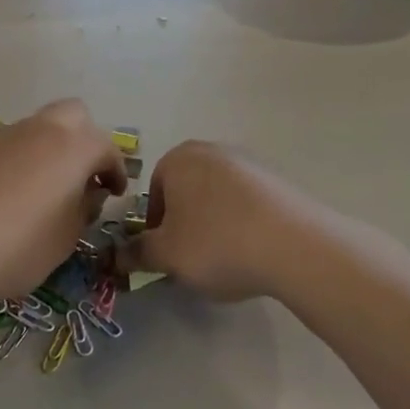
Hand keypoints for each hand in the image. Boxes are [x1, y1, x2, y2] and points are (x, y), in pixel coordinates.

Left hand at [0, 99, 124, 302]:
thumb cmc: (15, 246)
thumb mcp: (64, 239)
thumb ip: (84, 210)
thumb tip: (89, 193)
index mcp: (74, 147)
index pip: (107, 149)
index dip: (116, 171)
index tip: (115, 193)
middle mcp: (42, 130)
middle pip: (74, 116)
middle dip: (86, 140)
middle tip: (83, 176)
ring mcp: (4, 136)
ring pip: (40, 128)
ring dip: (51, 150)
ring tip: (46, 191)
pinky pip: (11, 146)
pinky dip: (21, 162)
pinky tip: (10, 197)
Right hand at [119, 141, 316, 300]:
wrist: (293, 244)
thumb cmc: (216, 243)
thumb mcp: (166, 255)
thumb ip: (136, 253)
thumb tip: (116, 254)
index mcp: (179, 159)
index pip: (154, 192)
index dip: (156, 227)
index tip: (167, 254)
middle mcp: (213, 150)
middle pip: (187, 192)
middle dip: (185, 223)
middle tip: (193, 257)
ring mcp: (250, 162)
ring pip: (218, 197)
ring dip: (215, 224)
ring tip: (226, 258)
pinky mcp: (278, 181)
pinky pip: (248, 203)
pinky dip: (244, 223)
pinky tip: (253, 250)